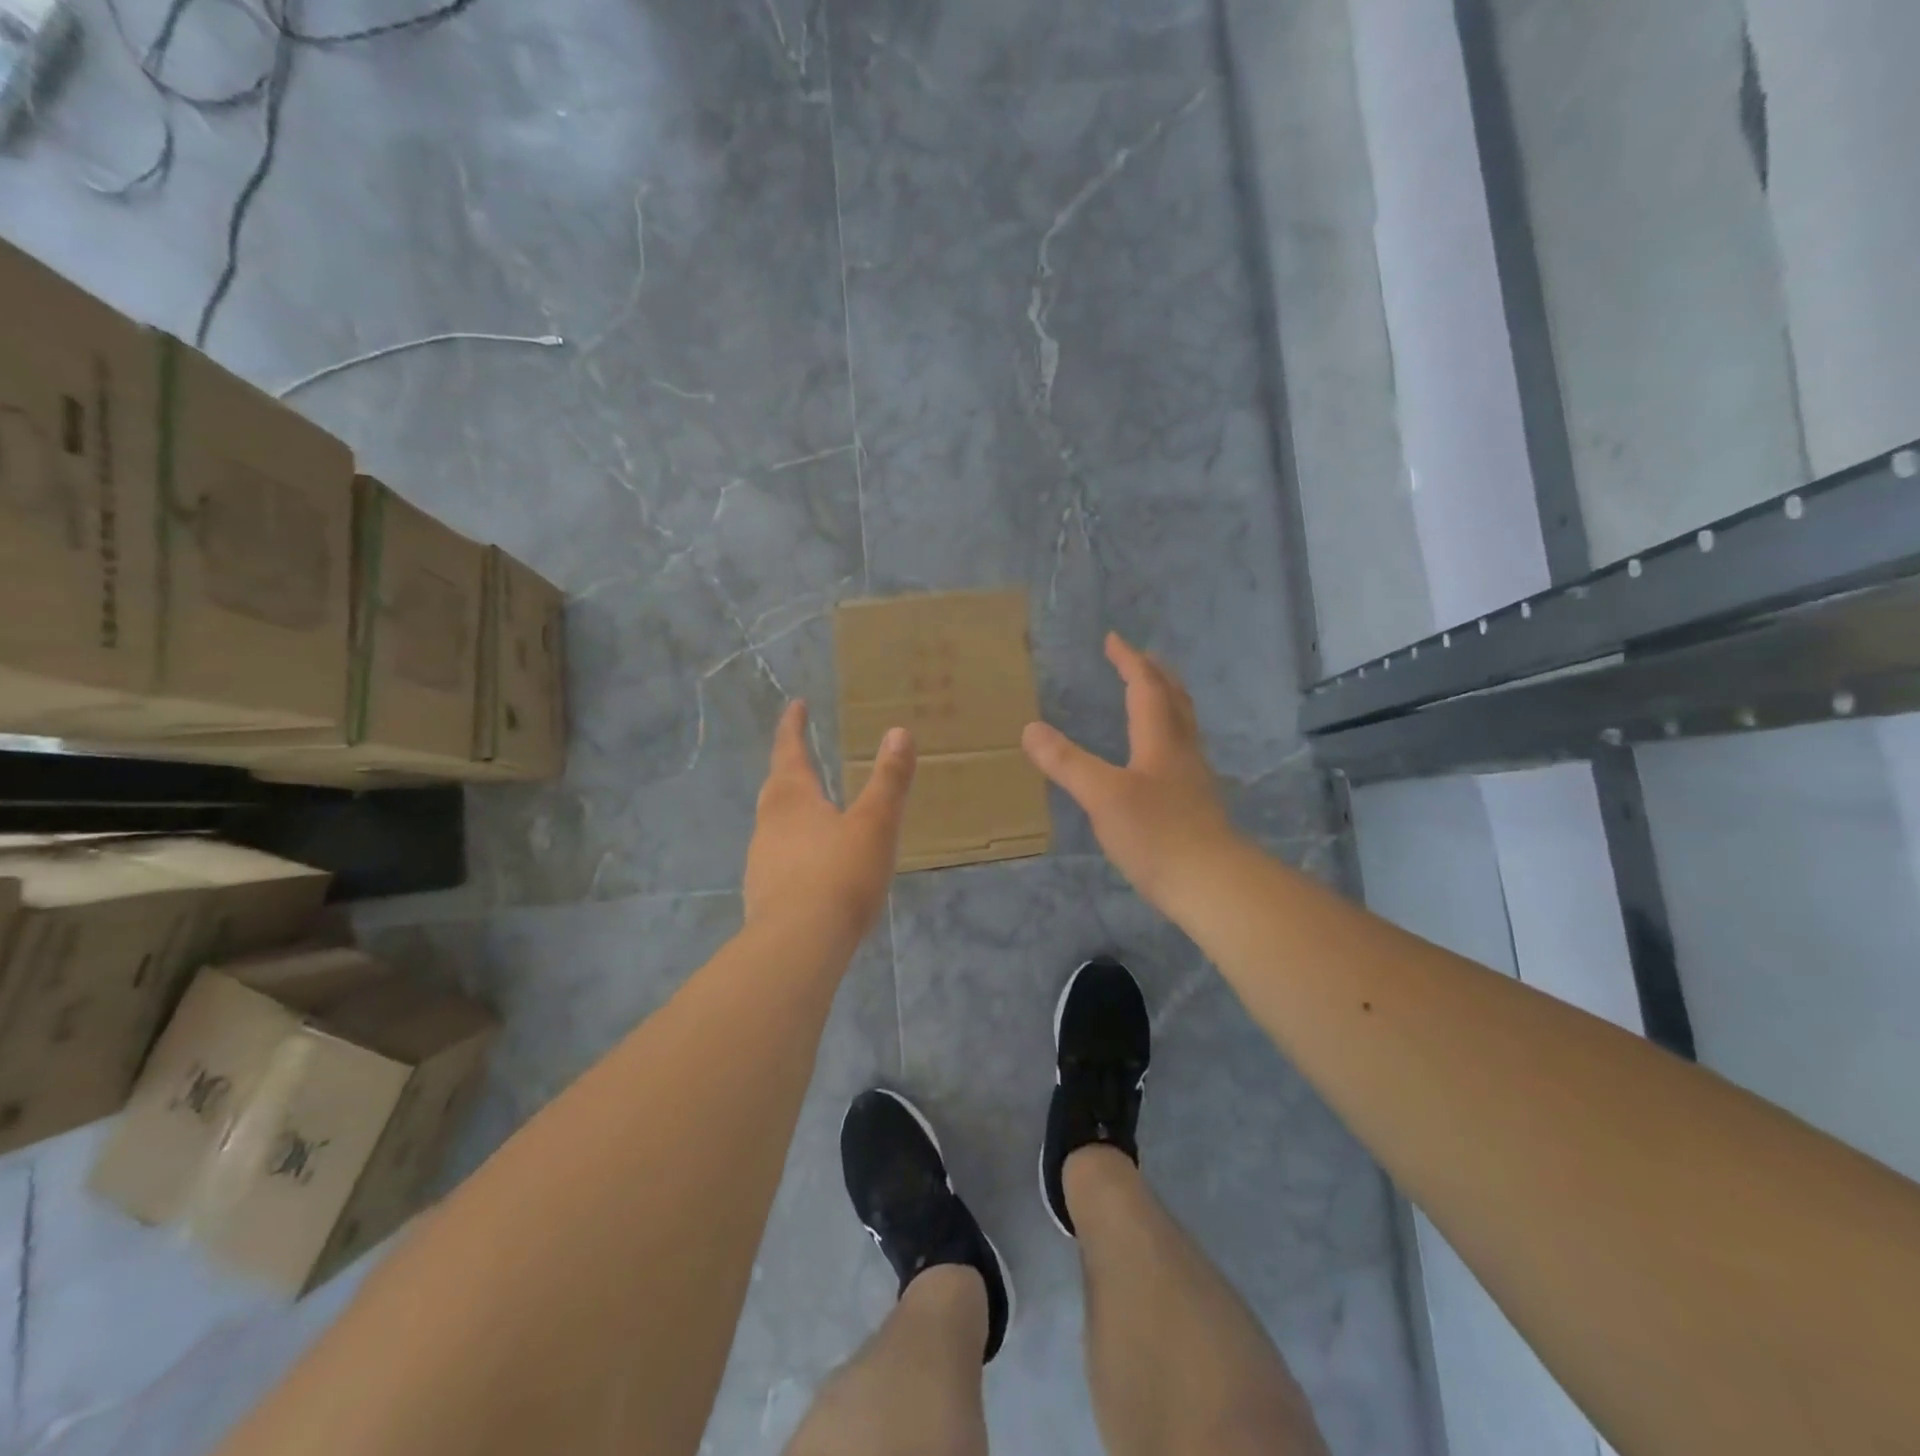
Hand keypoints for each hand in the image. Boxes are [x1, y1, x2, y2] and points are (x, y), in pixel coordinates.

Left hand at [744, 700, 915, 953]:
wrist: (798, 944)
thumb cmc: (840, 874)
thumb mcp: (875, 824)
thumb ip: (889, 780)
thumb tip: (898, 732)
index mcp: (793, 799)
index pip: (789, 751)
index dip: (793, 727)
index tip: (796, 705)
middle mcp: (770, 824)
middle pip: (777, 787)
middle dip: (789, 768)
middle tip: (802, 756)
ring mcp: (762, 861)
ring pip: (775, 825)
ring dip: (792, 812)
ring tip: (815, 813)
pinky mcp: (763, 895)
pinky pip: (780, 859)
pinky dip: (795, 850)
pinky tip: (813, 867)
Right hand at [1022, 633, 1236, 911]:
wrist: (1212, 884)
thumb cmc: (1156, 834)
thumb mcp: (1102, 795)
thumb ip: (1067, 762)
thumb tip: (1030, 728)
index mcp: (1161, 740)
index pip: (1146, 688)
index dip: (1129, 661)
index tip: (1113, 639)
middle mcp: (1182, 752)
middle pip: (1174, 700)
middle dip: (1155, 674)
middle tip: (1139, 658)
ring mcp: (1193, 780)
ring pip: (1183, 726)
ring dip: (1166, 702)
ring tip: (1151, 698)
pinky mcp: (1196, 805)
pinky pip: (1181, 753)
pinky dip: (1166, 736)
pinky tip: (1157, 759)